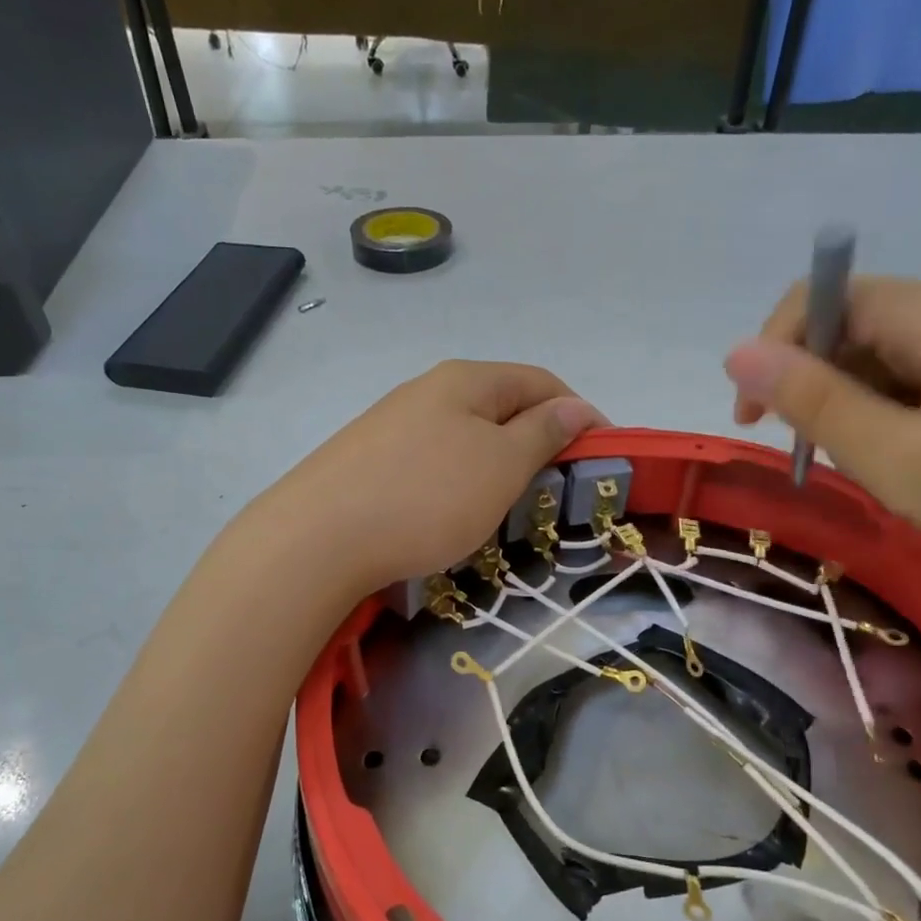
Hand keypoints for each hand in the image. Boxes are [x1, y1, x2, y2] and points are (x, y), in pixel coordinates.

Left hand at [262, 360, 604, 598]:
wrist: (317, 539)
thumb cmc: (426, 498)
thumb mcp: (500, 465)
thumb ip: (542, 433)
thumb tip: (575, 408)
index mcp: (466, 380)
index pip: (540, 382)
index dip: (579, 414)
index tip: (602, 456)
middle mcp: (427, 391)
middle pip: (500, 407)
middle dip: (537, 442)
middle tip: (555, 490)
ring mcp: (391, 425)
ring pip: (464, 438)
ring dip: (497, 466)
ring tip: (507, 508)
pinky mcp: (367, 461)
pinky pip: (432, 463)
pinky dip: (458, 483)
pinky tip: (450, 514)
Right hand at [724, 269, 920, 595]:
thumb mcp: (903, 463)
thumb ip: (815, 403)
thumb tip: (736, 354)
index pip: (829, 299)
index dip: (776, 352)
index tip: (756, 423)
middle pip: (864, 322)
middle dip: (824, 385)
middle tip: (830, 460)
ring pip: (898, 345)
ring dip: (866, 399)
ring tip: (890, 464)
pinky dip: (908, 399)